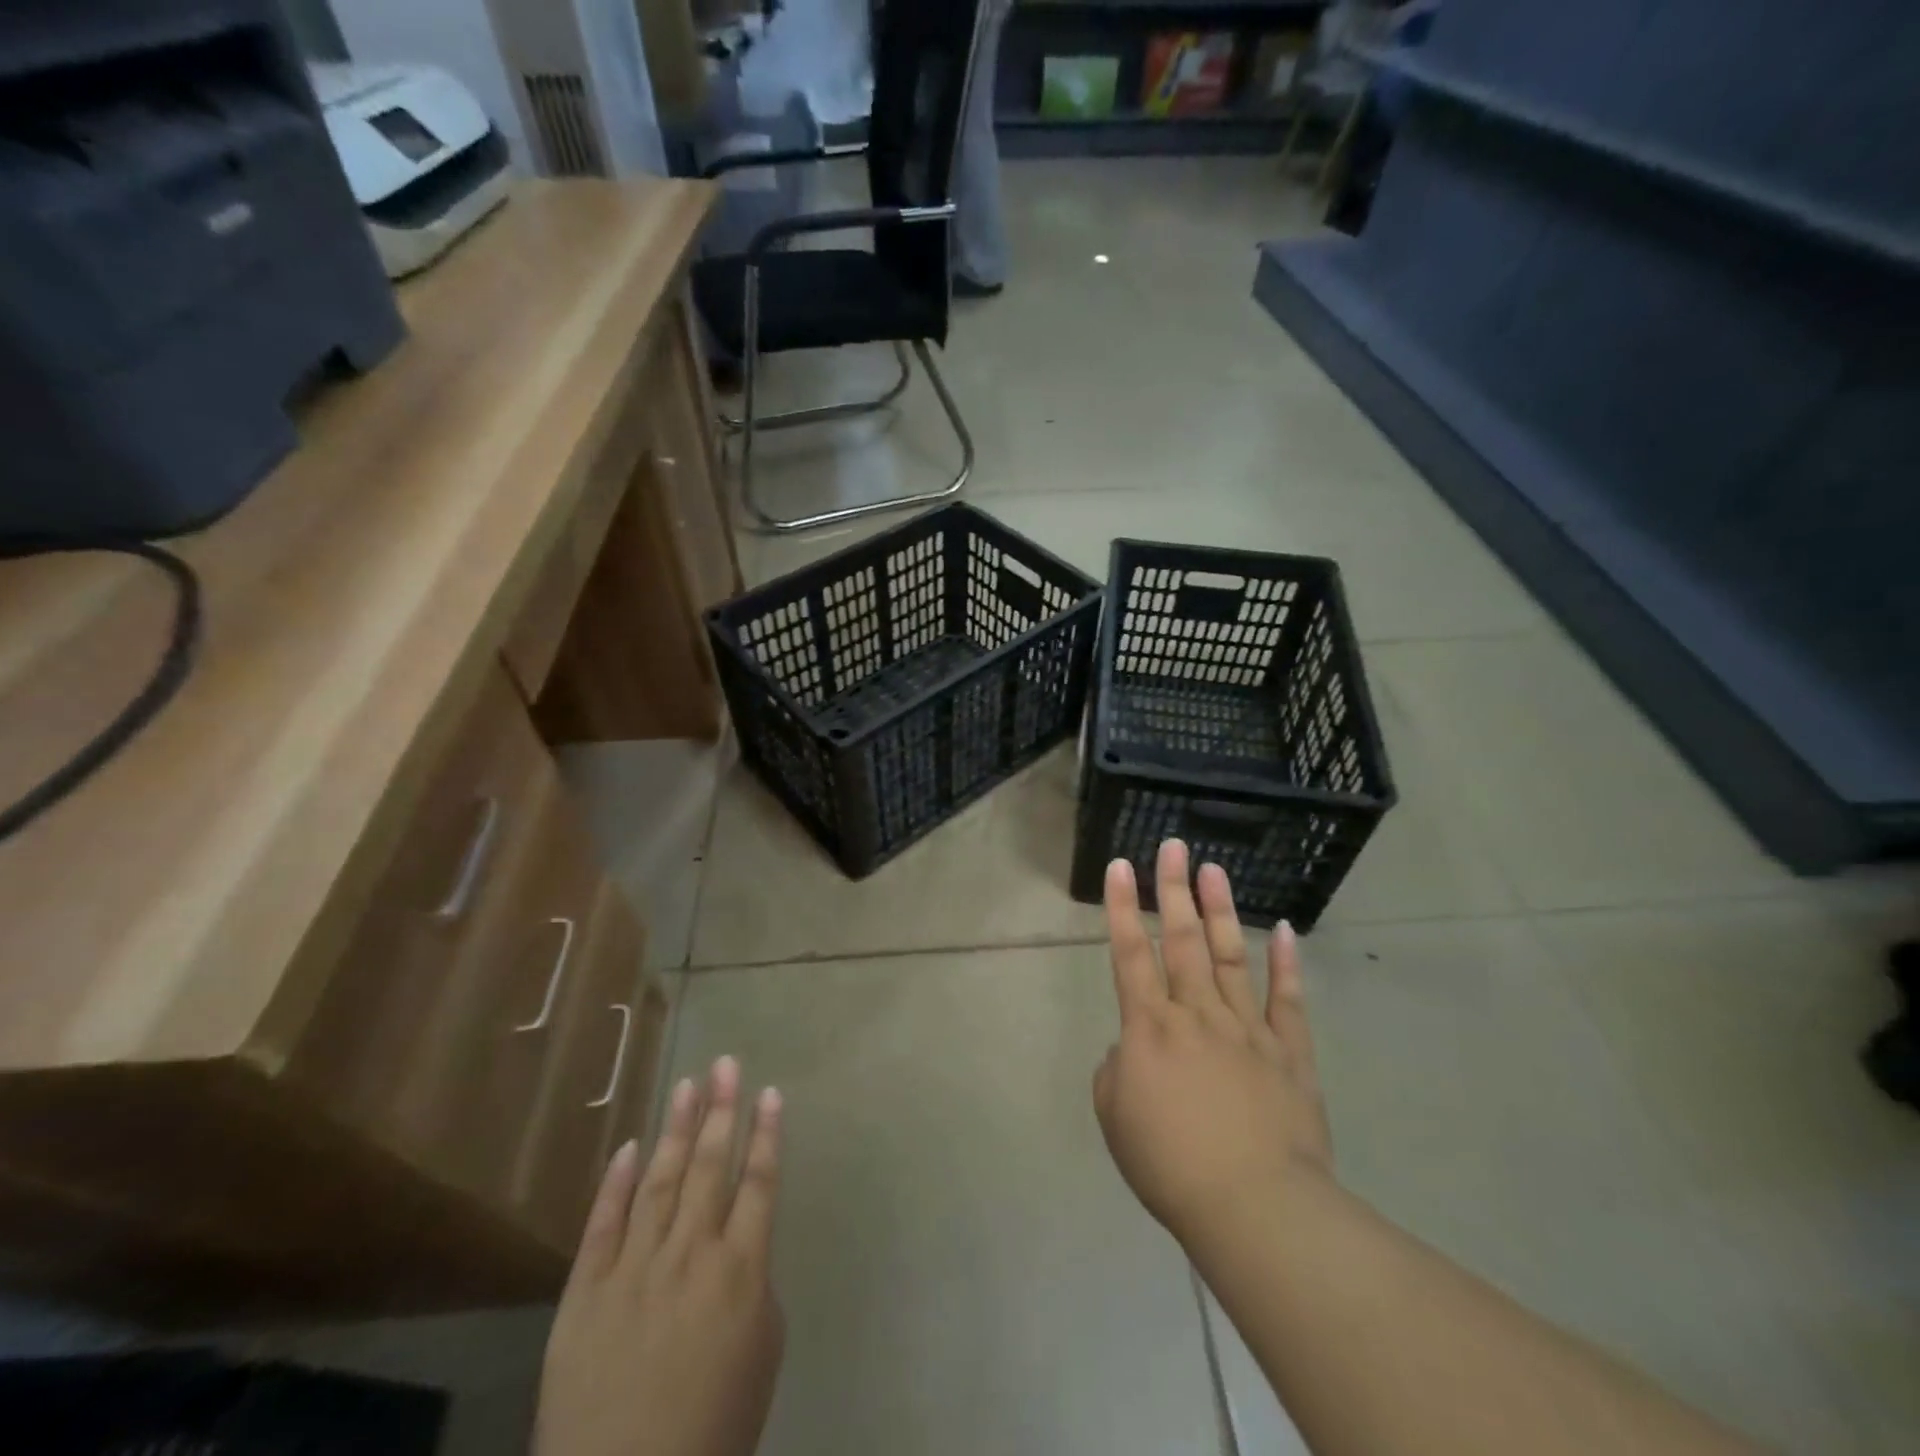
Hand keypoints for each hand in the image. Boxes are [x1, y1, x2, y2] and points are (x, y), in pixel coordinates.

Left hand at [535, 1057, 785, 1455]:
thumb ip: (755, 1285)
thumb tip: (740, 1245)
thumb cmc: (713, 1426)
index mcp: (740, 1268)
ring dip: (677, 1129)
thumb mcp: (762, 1353)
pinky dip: (617, 1182)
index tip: (770, 1093)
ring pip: (661, 1181)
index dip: (767, 1134)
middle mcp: (690, 1252)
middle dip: (721, 1110)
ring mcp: (633, 1268)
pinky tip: (631, 1146)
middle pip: (711, 1165)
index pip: (760, 1182)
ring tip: (688, 1084)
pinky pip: (603, 1224)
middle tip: (726, 1064)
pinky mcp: (585, 1292)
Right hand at [1093, 840, 1333, 1247]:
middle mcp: (1197, 1013)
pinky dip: (1287, 964)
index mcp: (1150, 1027)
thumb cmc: (1170, 1164)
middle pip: (1181, 939)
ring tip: (1214, 868)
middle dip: (1174, 888)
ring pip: (1230, 956)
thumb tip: (1136, 1049)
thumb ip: (1118, 1069)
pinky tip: (1284, 930)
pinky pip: (1288, 1001)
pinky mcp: (1289, 1053)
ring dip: (1220, 909)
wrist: (1254, 1207)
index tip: (1121, 866)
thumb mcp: (1115, 1116)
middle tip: (1173, 846)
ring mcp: (1248, 1028)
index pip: (1130, 953)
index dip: (1123, 907)